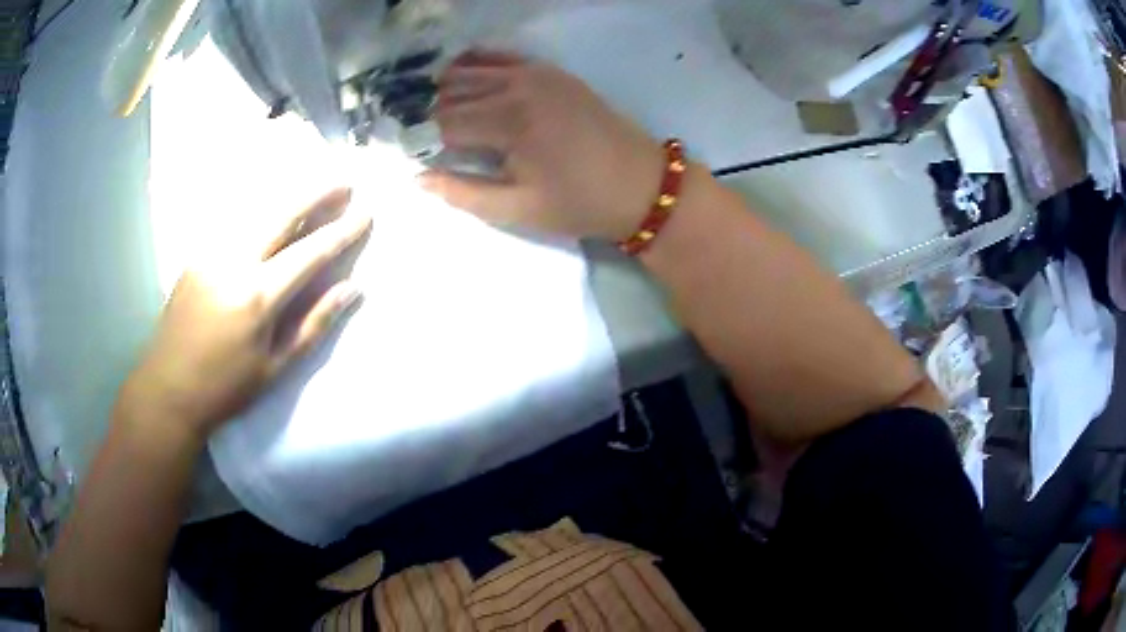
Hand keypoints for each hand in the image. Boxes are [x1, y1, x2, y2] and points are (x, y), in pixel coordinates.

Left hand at [118, 188, 372, 439]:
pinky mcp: (196, 255)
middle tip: (344, 182)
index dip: (341, 233)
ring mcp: (211, 254)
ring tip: (313, 186)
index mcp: (258, 297)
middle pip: (282, 215)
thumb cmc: (226, 388)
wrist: (168, 389)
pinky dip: (259, 209)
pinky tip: (271, 208)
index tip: (365, 214)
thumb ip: (313, 324)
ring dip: (288, 196)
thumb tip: (351, 290)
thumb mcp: (275, 368)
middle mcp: (234, 263)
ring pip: (255, 212)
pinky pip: (233, 223)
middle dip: (317, 195)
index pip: (310, 253)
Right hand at [420, 51, 664, 240]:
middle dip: (429, 114)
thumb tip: (417, 178)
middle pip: (452, 92)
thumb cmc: (579, 203)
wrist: (641, 184)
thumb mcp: (518, 209)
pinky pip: (501, 57)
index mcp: (508, 123)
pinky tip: (462, 76)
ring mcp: (536, 73)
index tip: (410, 154)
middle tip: (419, 136)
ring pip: (471, 71)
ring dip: (447, 89)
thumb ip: (463, 193)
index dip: (420, 140)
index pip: (442, 123)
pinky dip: (476, 64)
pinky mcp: (551, 71)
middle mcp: (516, 87)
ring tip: (435, 112)